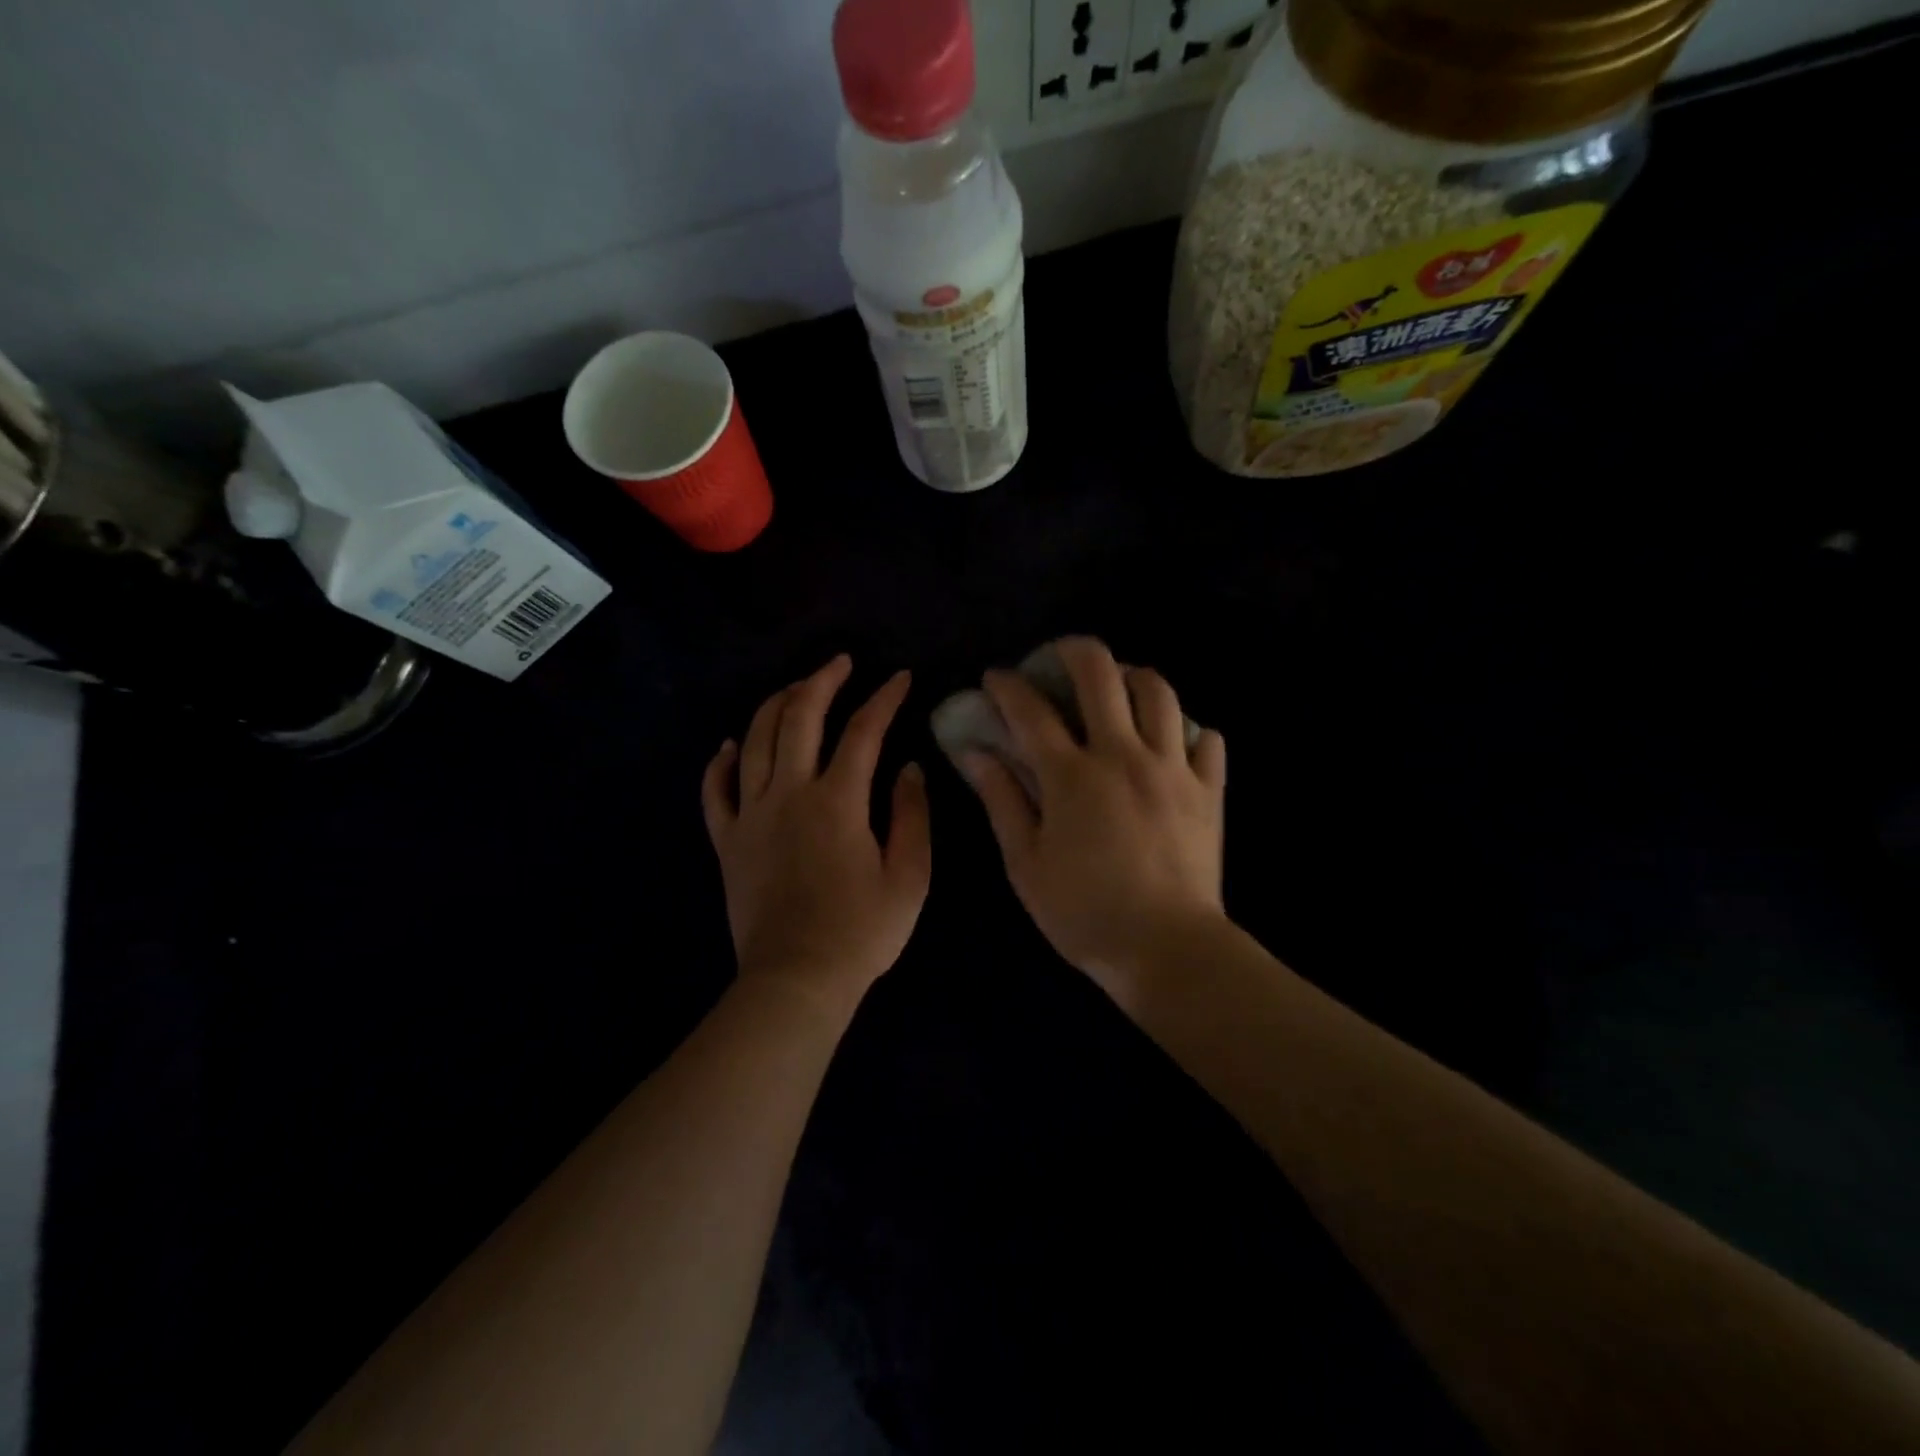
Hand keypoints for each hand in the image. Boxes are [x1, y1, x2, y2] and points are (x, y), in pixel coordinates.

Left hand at [702, 656, 930, 1016]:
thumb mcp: (910, 876)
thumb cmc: (861, 932)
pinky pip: (715, 790)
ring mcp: (751, 814)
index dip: (884, 699)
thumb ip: (912, 815)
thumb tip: (909, 768)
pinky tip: (732, 745)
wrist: (796, 980)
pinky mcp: (728, 840)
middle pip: (799, 717)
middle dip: (821, 681)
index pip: (863, 732)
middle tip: (841, 663)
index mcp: (838, 801)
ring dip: (776, 705)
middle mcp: (789, 793)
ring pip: (755, 740)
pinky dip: (721, 761)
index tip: (900, 678)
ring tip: (796, 689)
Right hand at [961, 637, 1226, 995]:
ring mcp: (1173, 768)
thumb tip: (974, 752)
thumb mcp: (1025, 863)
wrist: (1167, 949)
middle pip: (1101, 674)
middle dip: (1072, 651)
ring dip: (1131, 677)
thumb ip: (1000, 799)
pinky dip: (1186, 729)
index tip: (995, 679)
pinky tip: (1169, 741)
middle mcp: (1123, 755)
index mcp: (1072, 775)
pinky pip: (1205, 739)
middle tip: (1057, 658)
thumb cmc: (1084, 913)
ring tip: (1116, 689)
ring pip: (1159, 691)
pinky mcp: (1208, 789)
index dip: (1007, 686)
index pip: (1031, 710)